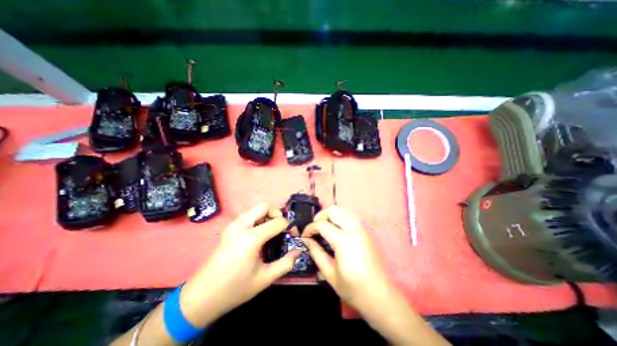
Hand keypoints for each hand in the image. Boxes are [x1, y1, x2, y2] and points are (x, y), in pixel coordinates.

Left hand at [180, 201, 300, 324]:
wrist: (201, 296)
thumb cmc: (234, 289)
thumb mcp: (265, 279)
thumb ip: (285, 263)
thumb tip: (299, 251)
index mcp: (251, 238)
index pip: (277, 221)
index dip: (288, 225)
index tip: (292, 233)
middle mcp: (241, 226)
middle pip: (264, 205)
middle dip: (276, 212)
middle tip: (281, 227)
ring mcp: (233, 225)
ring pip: (255, 209)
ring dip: (267, 215)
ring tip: (272, 230)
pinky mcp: (229, 228)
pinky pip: (249, 215)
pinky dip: (259, 219)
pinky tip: (260, 233)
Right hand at [302, 206, 389, 311]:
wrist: (380, 295)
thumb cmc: (353, 288)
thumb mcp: (330, 273)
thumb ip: (316, 253)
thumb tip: (306, 240)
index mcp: (344, 241)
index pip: (322, 225)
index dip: (310, 228)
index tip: (304, 236)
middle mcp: (354, 230)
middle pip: (334, 210)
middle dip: (320, 216)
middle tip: (315, 228)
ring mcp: (362, 229)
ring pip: (343, 209)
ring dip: (331, 215)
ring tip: (324, 227)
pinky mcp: (365, 231)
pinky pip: (350, 216)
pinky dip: (340, 217)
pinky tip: (336, 228)